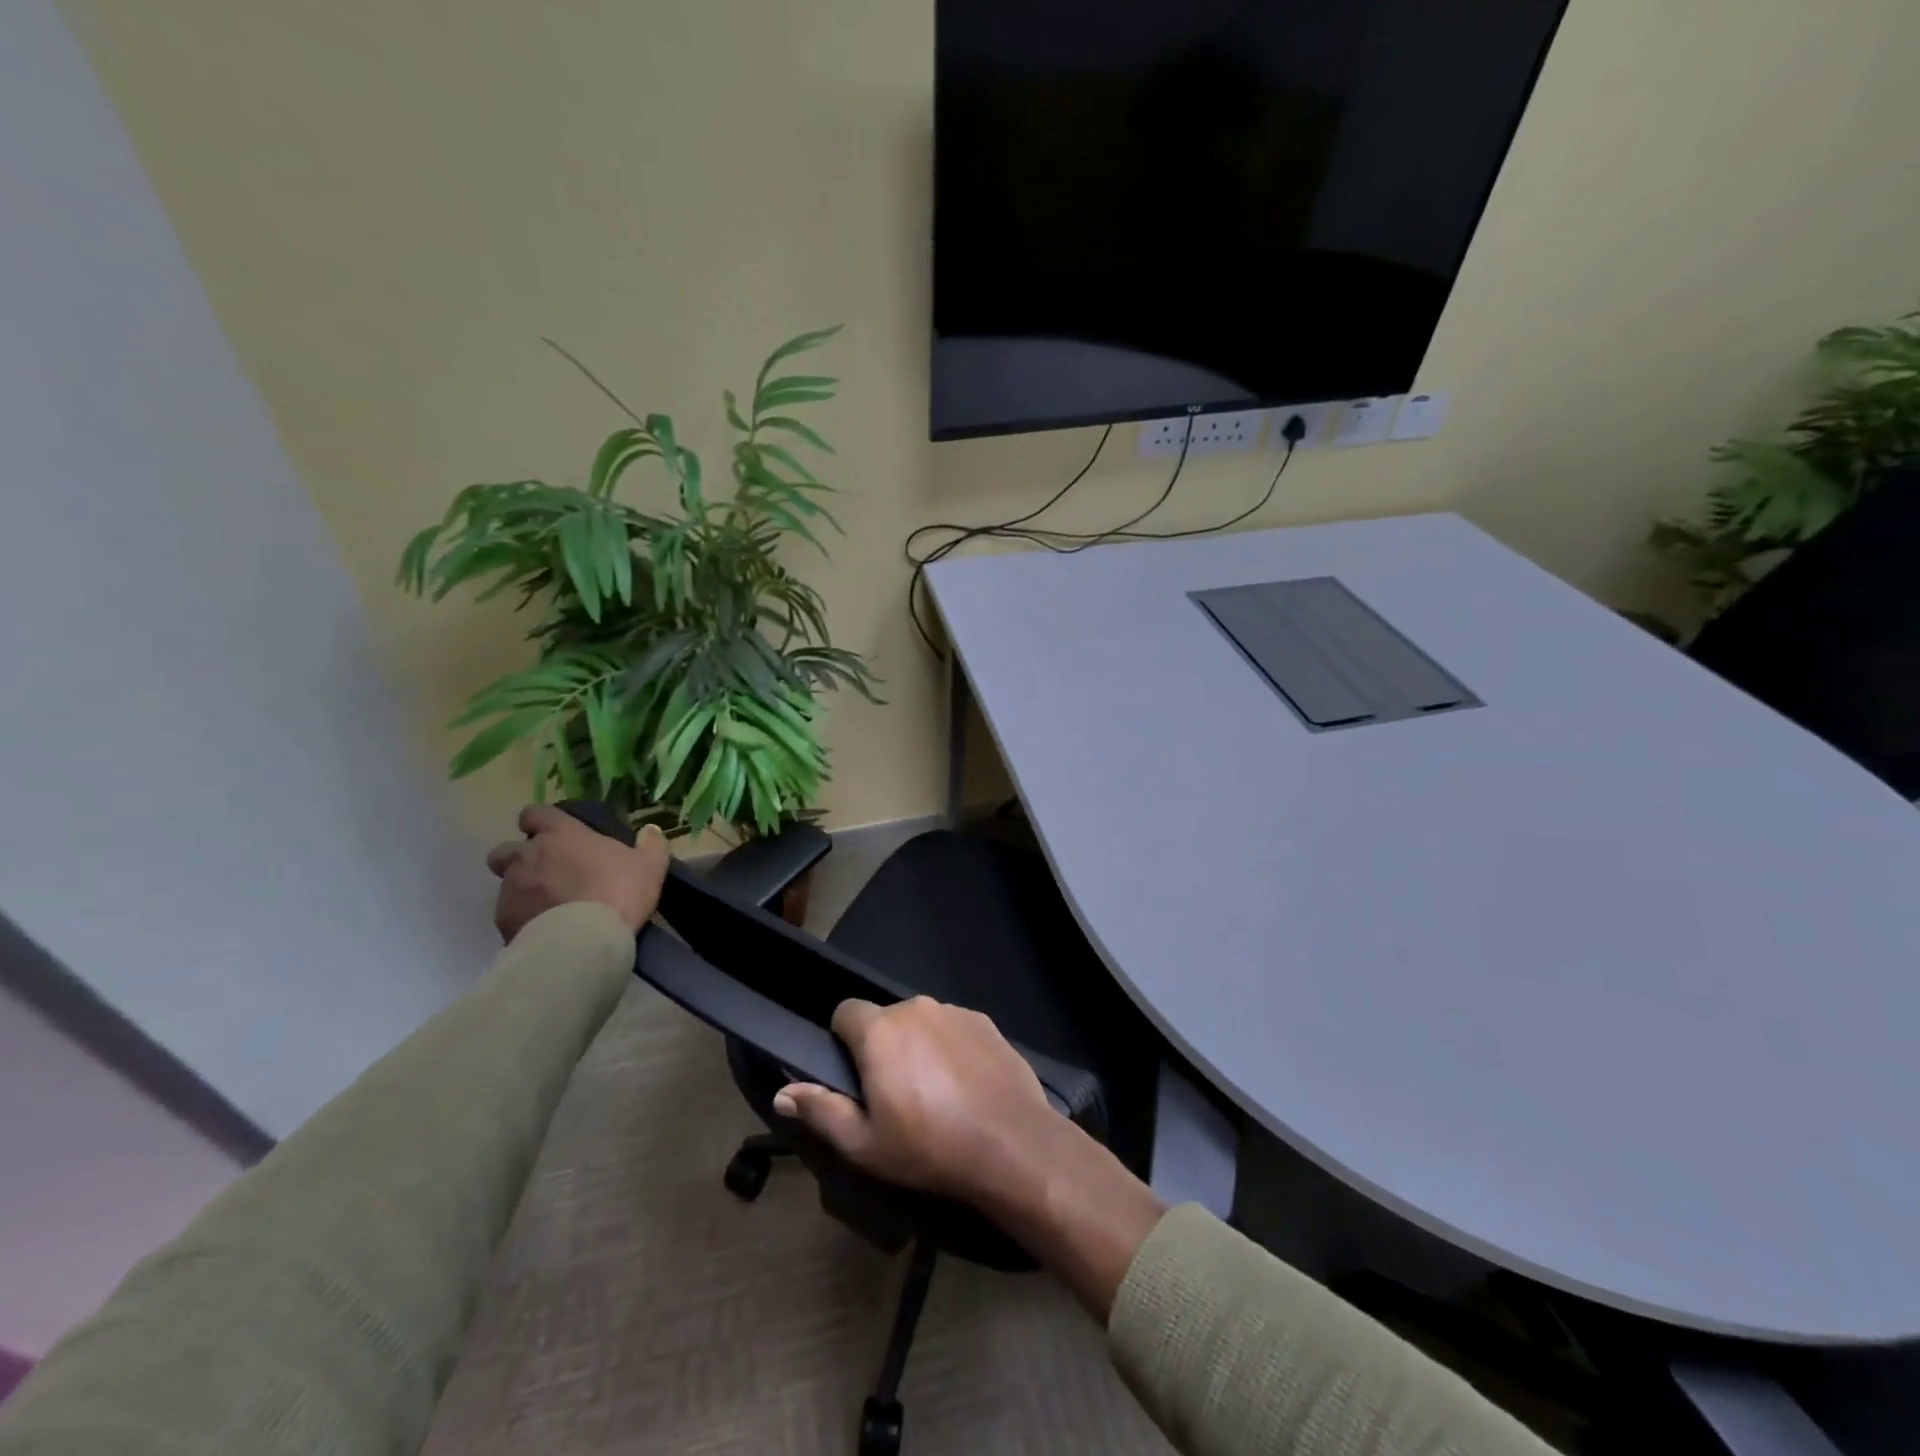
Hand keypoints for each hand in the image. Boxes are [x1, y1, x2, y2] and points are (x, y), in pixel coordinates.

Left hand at [486, 804, 669, 941]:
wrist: (584, 941)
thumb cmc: (618, 892)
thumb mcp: (650, 866)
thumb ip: (651, 844)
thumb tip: (651, 830)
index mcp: (561, 834)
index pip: (534, 813)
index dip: (541, 821)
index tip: (554, 833)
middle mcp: (528, 856)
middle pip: (505, 849)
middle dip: (519, 858)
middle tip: (546, 872)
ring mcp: (511, 889)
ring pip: (506, 883)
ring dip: (522, 889)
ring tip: (547, 906)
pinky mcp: (503, 921)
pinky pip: (509, 914)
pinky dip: (523, 918)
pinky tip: (544, 930)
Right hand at [774, 995, 1165, 1320]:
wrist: (1010, 1143)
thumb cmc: (928, 1147)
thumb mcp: (865, 1144)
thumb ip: (821, 1111)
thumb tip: (782, 1092)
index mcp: (880, 1031)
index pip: (845, 1012)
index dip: (842, 1040)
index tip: (854, 1075)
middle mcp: (916, 1008)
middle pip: (885, 1018)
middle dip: (882, 1046)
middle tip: (894, 1093)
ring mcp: (954, 1011)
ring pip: (921, 1022)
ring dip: (918, 1045)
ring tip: (933, 1092)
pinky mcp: (984, 1021)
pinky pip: (953, 1027)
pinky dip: (950, 1047)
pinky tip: (964, 1084)